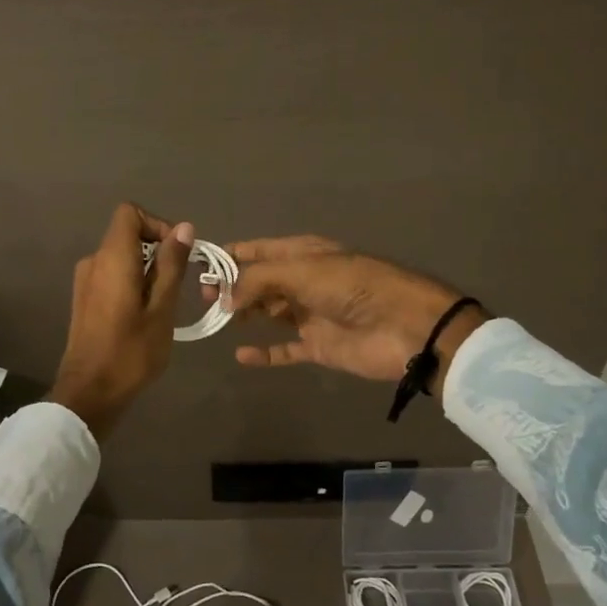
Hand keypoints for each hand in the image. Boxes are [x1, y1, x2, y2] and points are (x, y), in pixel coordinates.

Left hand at [47, 204, 193, 438]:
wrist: (89, 393)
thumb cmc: (131, 351)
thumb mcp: (162, 308)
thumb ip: (171, 265)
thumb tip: (184, 228)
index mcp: (112, 258)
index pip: (130, 213)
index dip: (157, 224)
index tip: (177, 253)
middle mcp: (94, 261)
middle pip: (127, 234)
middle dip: (157, 251)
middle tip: (177, 285)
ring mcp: (85, 281)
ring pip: (121, 257)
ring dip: (146, 270)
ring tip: (164, 304)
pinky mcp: (84, 299)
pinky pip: (112, 275)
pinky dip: (132, 283)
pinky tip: (144, 315)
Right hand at [224, 236, 487, 390]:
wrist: (407, 328)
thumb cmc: (355, 288)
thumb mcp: (304, 271)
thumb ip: (259, 280)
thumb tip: (223, 296)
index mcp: (305, 253)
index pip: (259, 250)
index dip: (231, 255)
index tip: (199, 264)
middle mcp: (305, 280)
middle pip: (260, 281)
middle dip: (232, 286)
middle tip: (202, 297)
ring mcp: (311, 314)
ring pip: (269, 312)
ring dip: (244, 314)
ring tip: (216, 320)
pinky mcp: (319, 346)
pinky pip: (285, 350)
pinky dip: (264, 353)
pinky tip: (241, 355)